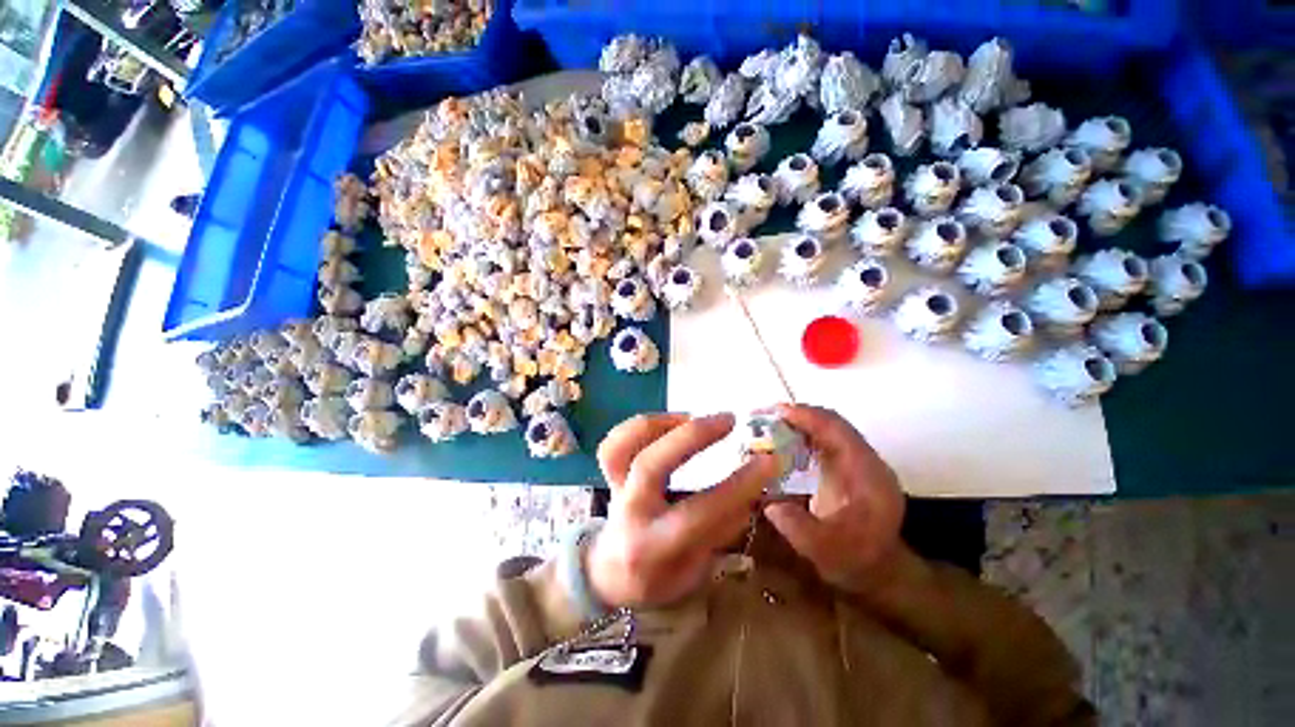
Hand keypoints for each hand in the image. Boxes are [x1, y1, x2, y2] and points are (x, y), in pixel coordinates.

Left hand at [589, 412, 778, 607]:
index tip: (768, 461)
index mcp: (654, 546)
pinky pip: (614, 443)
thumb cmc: (658, 577)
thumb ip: (720, 531)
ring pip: (622, 447)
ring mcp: (613, 489)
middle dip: (692, 437)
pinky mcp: (608, 474)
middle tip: (729, 420)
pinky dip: (641, 425)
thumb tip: (750, 494)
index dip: (736, 486)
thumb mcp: (695, 571)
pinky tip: (670, 422)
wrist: (610, 574)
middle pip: (651, 465)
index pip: (699, 513)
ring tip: (693, 416)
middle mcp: (629, 512)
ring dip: (660, 424)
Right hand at [762, 404, 905, 594]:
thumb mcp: (828, 552)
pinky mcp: (845, 466)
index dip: (806, 417)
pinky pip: (820, 440)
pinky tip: (777, 443)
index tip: (775, 412)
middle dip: (795, 414)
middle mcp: (864, 460)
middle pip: (830, 422)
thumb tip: (769, 504)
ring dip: (795, 422)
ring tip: (764, 423)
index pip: (837, 430)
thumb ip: (800, 529)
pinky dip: (797, 435)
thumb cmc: (857, 561)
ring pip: (824, 428)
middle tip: (761, 414)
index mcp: (867, 474)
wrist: (879, 570)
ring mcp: (855, 461)